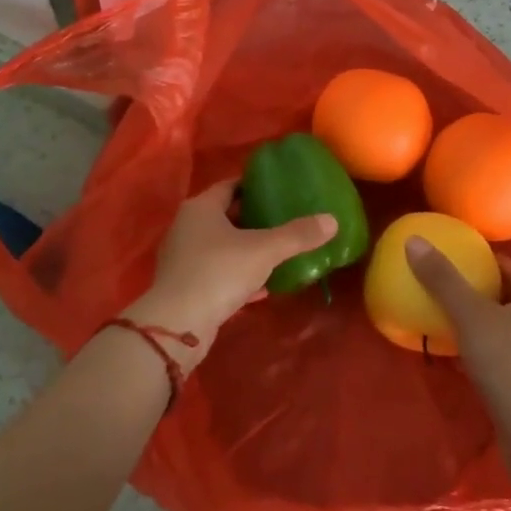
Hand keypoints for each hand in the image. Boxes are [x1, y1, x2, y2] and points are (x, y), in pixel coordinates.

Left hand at [128, 179, 335, 367]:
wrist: (178, 325)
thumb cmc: (219, 272)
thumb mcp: (264, 250)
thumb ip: (297, 235)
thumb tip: (332, 220)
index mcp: (201, 207)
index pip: (230, 186)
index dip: (254, 185)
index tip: (279, 189)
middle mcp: (187, 226)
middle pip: (225, 215)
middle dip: (254, 218)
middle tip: (284, 220)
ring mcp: (183, 257)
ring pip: (221, 245)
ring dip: (246, 249)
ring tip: (277, 253)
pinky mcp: (184, 285)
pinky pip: (216, 272)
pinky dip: (237, 275)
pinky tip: (261, 288)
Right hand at [405, 241, 510, 427]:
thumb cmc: (508, 364)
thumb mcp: (469, 316)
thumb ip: (443, 280)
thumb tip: (415, 240)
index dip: (486, 261)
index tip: (458, 262)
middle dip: (484, 294)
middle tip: (451, 293)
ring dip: (487, 326)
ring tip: (455, 326)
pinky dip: (491, 354)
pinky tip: (468, 363)